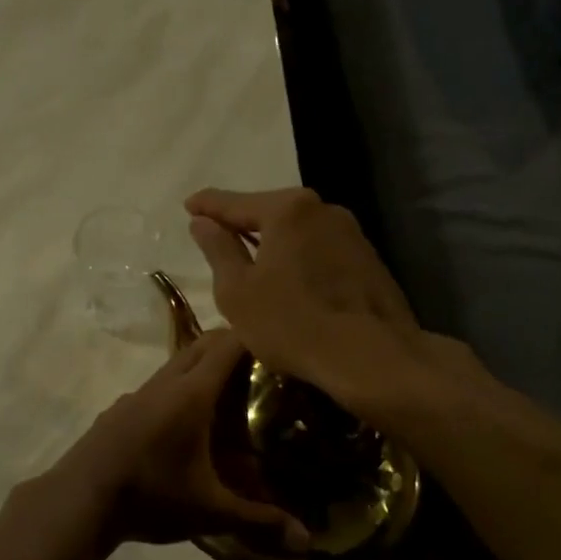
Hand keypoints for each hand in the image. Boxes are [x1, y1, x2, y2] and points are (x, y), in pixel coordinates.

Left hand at [47, 329, 310, 551]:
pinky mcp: (119, 409)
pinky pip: (156, 385)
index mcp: (190, 394)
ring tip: (228, 391)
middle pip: (201, 344)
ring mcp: (136, 394)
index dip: (254, 334)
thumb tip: (308, 543)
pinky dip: (178, 388)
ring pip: (176, 364)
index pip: (227, 345)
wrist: (78, 500)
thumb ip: (259, 520)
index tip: (280, 339)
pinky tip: (184, 423)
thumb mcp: (210, 511)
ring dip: (202, 366)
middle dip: (232, 344)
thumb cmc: (150, 496)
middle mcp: (164, 383)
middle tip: (263, 363)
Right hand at [185, 187, 431, 417]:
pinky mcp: (368, 258)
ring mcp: (350, 233)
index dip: (207, 205)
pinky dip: (298, 256)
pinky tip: (290, 278)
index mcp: (287, 210)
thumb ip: (218, 250)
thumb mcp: (237, 291)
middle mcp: (322, 209)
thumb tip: (202, 222)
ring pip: (298, 230)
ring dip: (273, 241)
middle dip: (242, 221)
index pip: (234, 202)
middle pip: (270, 211)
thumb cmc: (292, 323)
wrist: (372, 357)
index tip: (188, 205)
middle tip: (217, 233)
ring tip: (251, 258)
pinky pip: (319, 248)